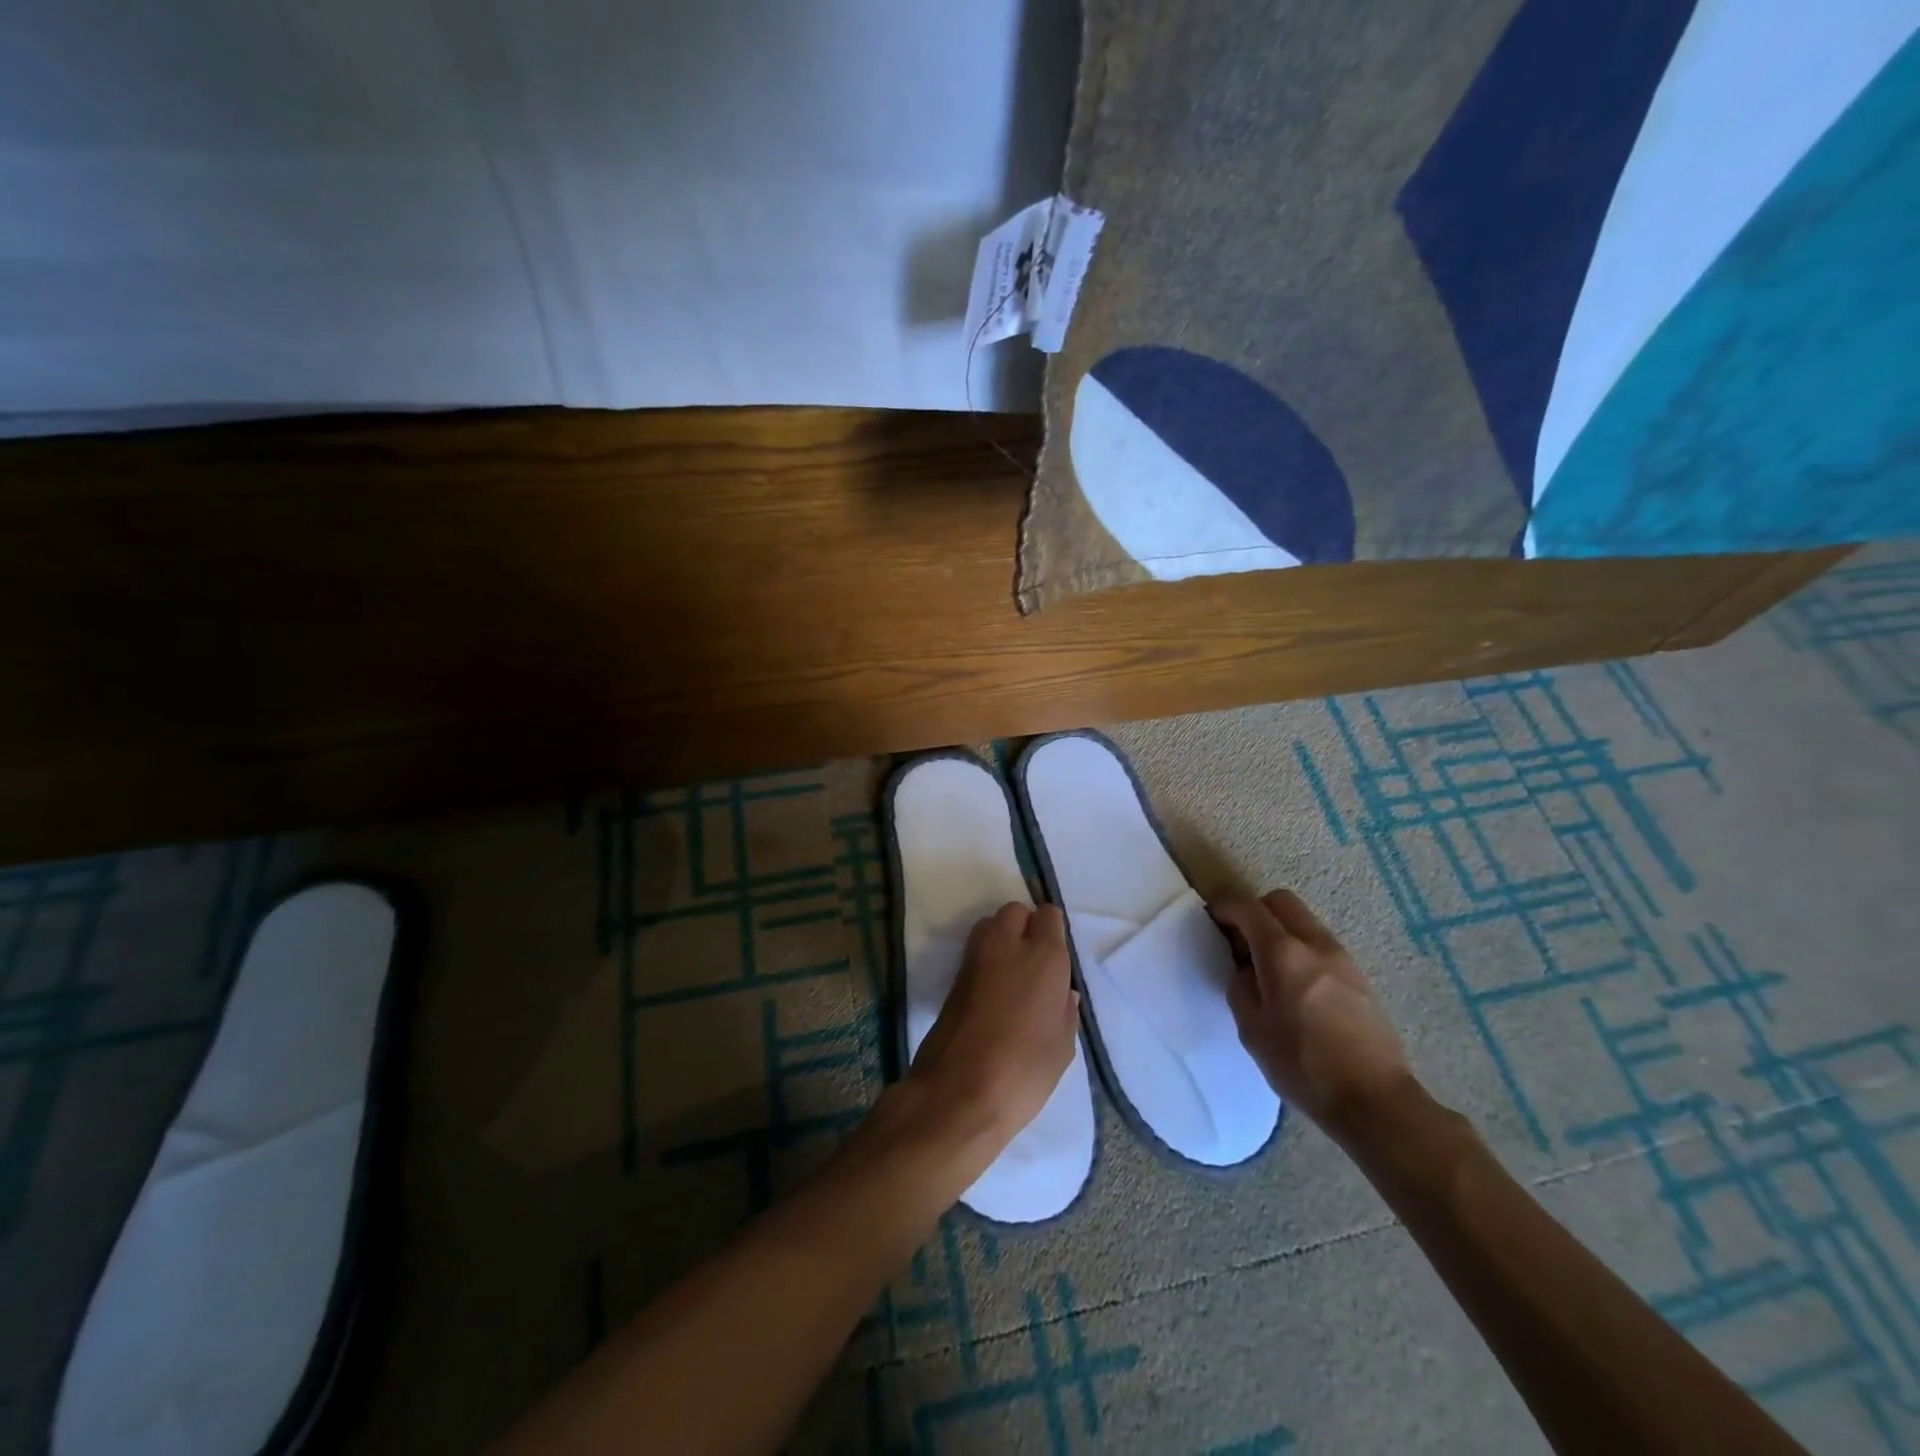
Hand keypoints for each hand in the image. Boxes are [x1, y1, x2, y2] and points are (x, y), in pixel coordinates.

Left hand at [904, 903, 1079, 1161]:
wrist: (959, 1091)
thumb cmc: (1024, 1072)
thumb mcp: (1062, 1048)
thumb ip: (1065, 1012)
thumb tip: (1062, 993)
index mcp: (1043, 957)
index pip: (1049, 916)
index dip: (1052, 931)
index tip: (1056, 956)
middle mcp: (1007, 945)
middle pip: (1015, 912)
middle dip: (1025, 926)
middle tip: (1034, 960)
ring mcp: (975, 958)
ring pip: (990, 924)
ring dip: (1002, 937)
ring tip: (1012, 972)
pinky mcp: (953, 976)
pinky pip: (975, 950)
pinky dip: (985, 958)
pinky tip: (993, 990)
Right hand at [1211, 889, 1413, 1141]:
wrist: (1375, 1100)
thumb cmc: (1303, 1066)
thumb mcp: (1252, 1030)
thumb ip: (1241, 988)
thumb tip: (1244, 969)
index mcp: (1282, 953)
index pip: (1248, 908)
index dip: (1224, 907)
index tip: (1211, 920)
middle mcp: (1315, 944)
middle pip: (1281, 902)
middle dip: (1255, 911)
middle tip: (1240, 941)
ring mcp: (1342, 959)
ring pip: (1304, 921)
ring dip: (1280, 930)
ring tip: (1267, 967)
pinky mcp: (1358, 978)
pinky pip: (1320, 945)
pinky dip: (1300, 949)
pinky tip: (1295, 986)